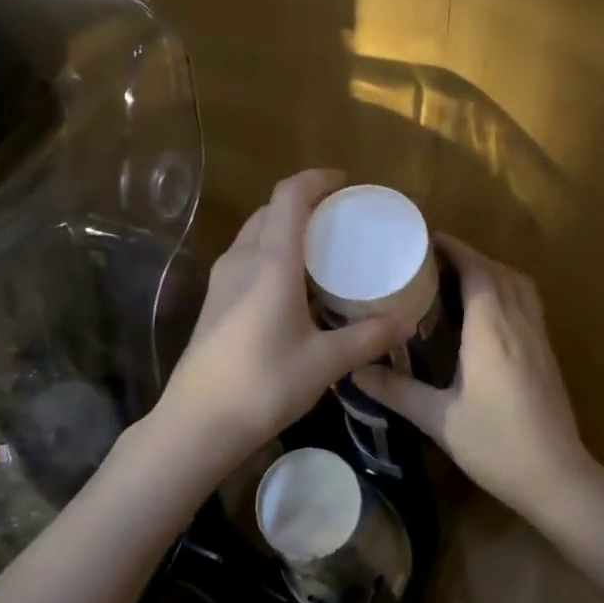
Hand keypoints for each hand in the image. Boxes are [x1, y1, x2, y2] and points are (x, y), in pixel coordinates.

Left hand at [152, 169, 410, 466]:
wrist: (197, 423)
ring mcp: (222, 279)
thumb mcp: (325, 362)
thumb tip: (406, 322)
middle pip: (271, 210)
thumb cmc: (264, 384)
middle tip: (340, 218)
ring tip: (320, 248)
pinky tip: (292, 284)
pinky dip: (272, 252)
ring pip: (255, 233)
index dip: (316, 179)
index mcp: (271, 262)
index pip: (289, 196)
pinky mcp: (214, 300)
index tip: (345, 183)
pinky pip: (246, 256)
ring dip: (285, 228)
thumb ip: (368, 337)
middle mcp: (243, 259)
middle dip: (305, 203)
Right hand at [355, 236, 596, 512]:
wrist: (557, 477)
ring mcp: (538, 337)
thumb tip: (355, 371)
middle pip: (498, 271)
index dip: (454, 249)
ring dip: (490, 271)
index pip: (476, 270)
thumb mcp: (437, 419)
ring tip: (457, 278)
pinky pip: (527, 303)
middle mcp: (518, 322)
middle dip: (468, 257)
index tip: (426, 240)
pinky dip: (505, 290)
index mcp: (491, 329)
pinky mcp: (546, 353)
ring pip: (518, 285)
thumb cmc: (495, 444)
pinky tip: (485, 313)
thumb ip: (396, 391)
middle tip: (432, 260)